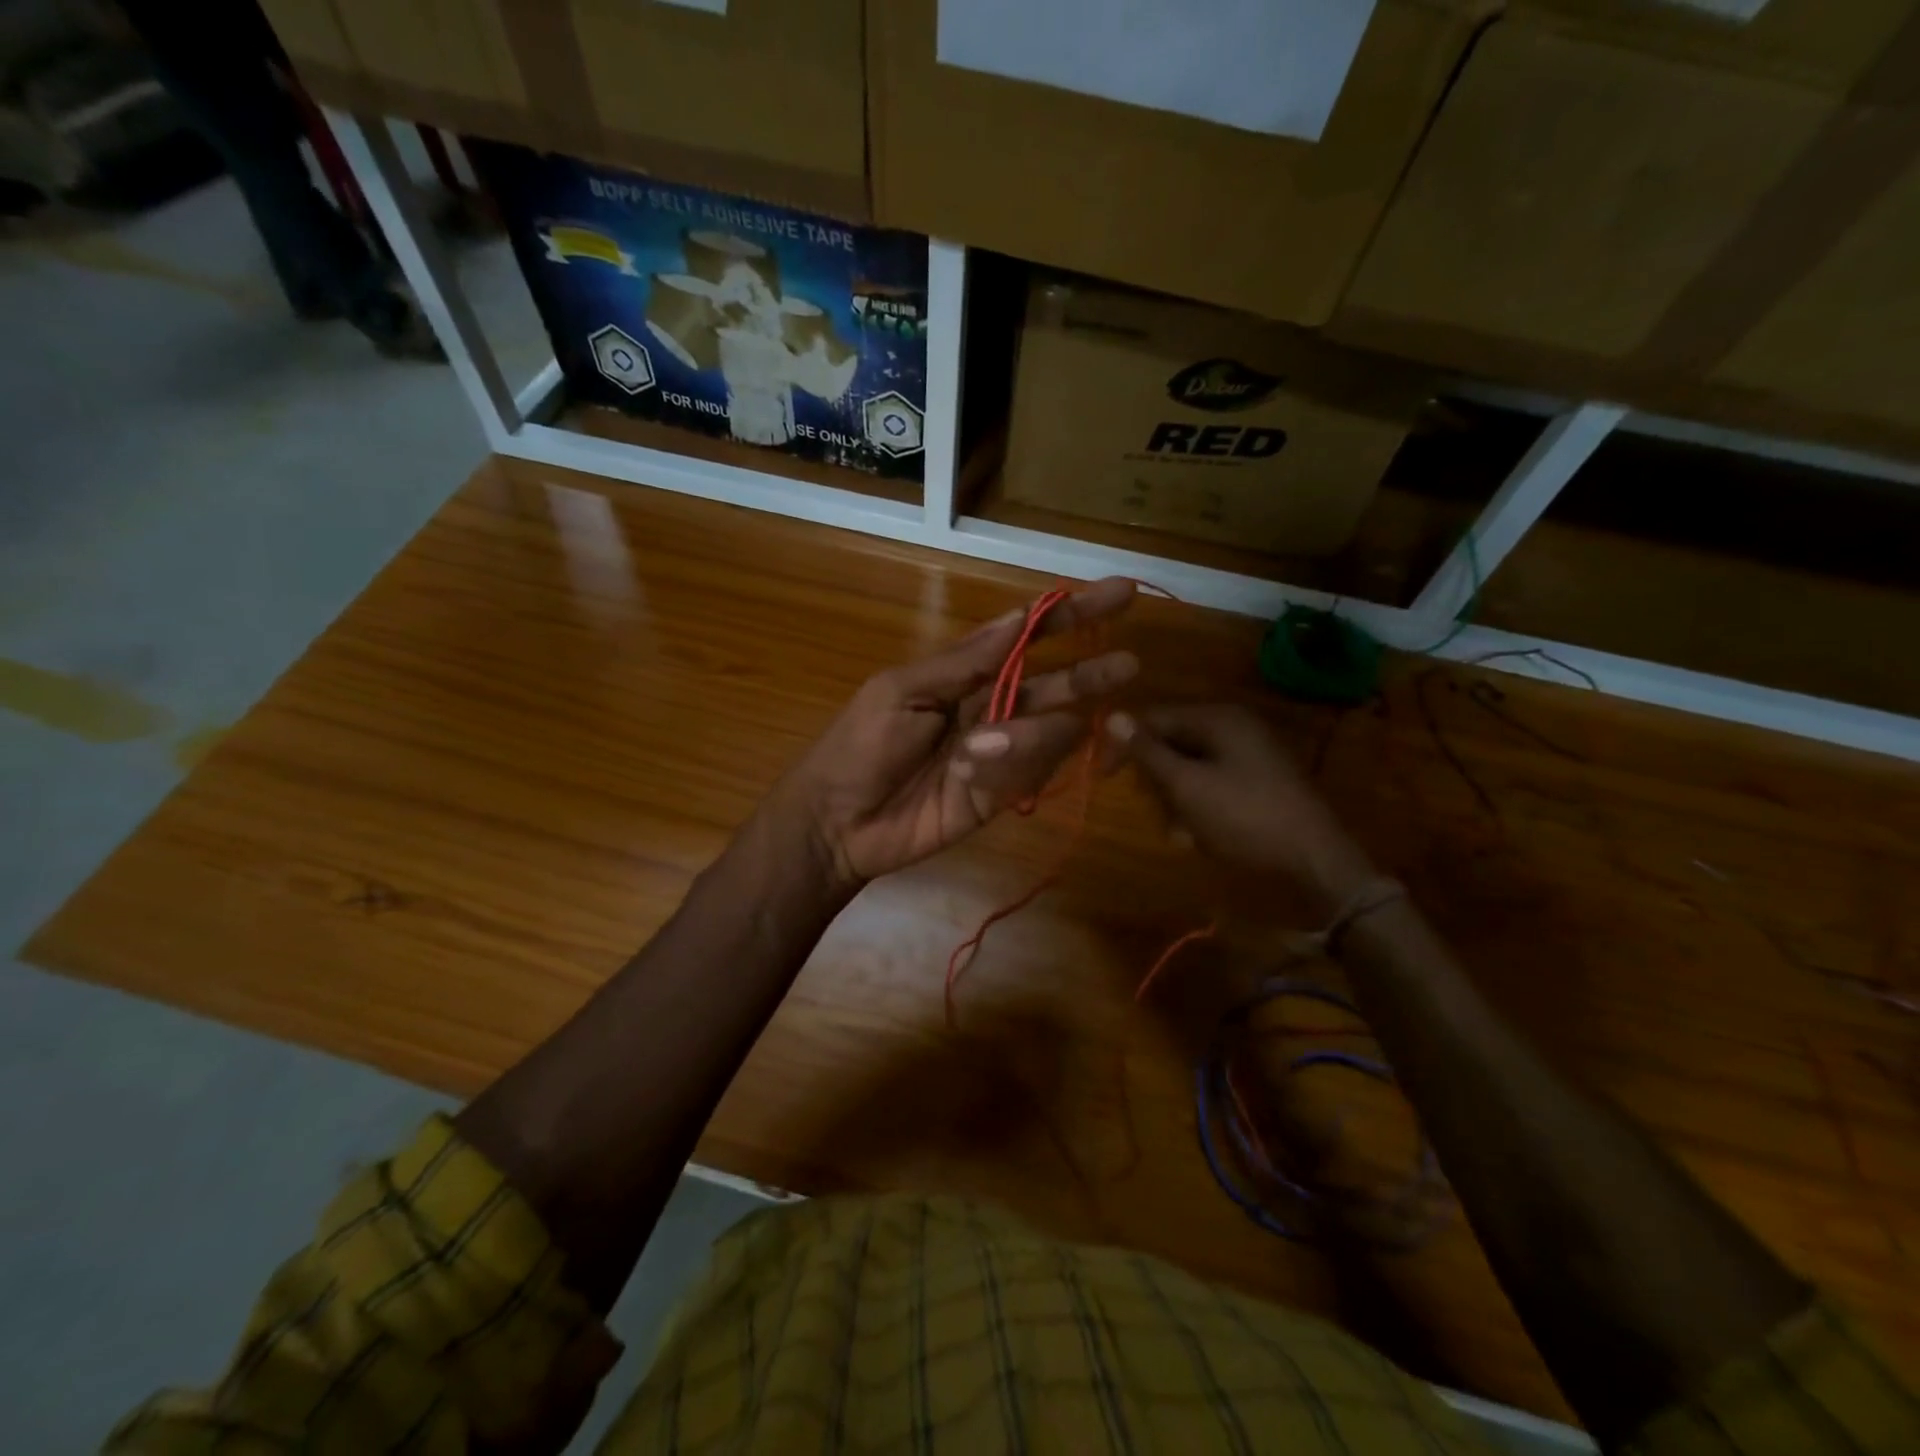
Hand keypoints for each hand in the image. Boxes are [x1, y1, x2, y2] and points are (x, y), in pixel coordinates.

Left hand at [773, 579, 1139, 887]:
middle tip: (1128, 665)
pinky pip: (1029, 776)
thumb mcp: (901, 690)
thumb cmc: (860, 745)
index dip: (1073, 615)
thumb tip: (1020, 617)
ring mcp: (1001, 754)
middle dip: (1090, 674)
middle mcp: (992, 707)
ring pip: (1047, 733)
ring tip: (972, 754)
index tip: (1120, 594)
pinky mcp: (1001, 796)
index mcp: (966, 672)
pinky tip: (969, 776)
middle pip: (1056, 684)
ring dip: (1023, 737)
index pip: (1029, 636)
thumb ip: (965, 661)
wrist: (837, 822)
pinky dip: (1007, 772)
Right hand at [1112, 702, 1375, 911]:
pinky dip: (1199, 808)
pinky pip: (1211, 785)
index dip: (1124, 744)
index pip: (1153, 718)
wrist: (1315, 862)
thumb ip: (1148, 752)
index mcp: (1218, 719)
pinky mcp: (1257, 782)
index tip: (1103, 777)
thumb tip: (1112, 716)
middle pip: (1170, 743)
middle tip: (1160, 812)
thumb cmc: (1244, 818)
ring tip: (1185, 833)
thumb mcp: (1186, 786)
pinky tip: (1202, 836)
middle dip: (1157, 780)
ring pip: (1188, 769)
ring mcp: (1248, 755)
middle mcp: (1233, 728)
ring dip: (1176, 801)